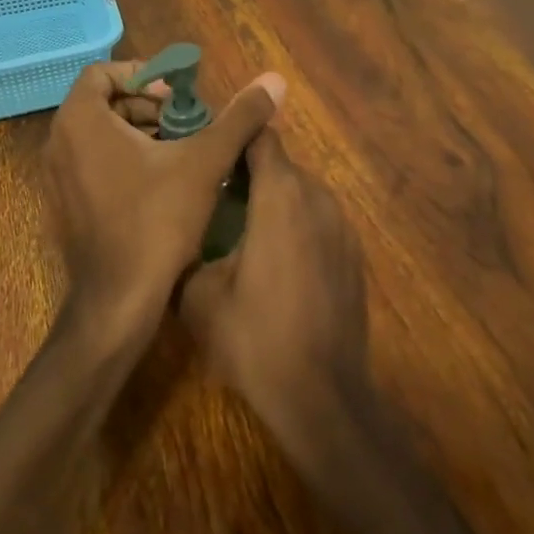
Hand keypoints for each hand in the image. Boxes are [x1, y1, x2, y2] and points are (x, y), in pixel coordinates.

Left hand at [43, 60, 283, 349]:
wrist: (119, 301)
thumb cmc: (157, 221)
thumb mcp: (204, 162)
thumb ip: (238, 118)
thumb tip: (274, 80)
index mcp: (81, 121)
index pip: (103, 73)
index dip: (144, 76)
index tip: (178, 97)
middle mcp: (58, 142)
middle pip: (103, 103)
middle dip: (148, 107)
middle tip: (187, 124)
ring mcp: (56, 177)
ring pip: (99, 135)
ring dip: (140, 134)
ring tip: (182, 153)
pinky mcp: (65, 204)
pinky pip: (92, 164)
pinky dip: (124, 160)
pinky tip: (162, 184)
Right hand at [179, 129, 369, 444]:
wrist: (322, 396)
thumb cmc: (255, 338)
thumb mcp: (198, 296)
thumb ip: (187, 248)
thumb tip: (178, 233)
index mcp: (281, 196)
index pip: (260, 137)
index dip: (232, 137)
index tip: (206, 151)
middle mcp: (318, 199)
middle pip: (281, 164)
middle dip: (247, 173)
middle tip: (212, 195)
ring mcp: (343, 227)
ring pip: (301, 193)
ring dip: (273, 200)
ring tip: (240, 229)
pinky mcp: (354, 255)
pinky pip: (318, 221)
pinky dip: (295, 226)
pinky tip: (274, 263)